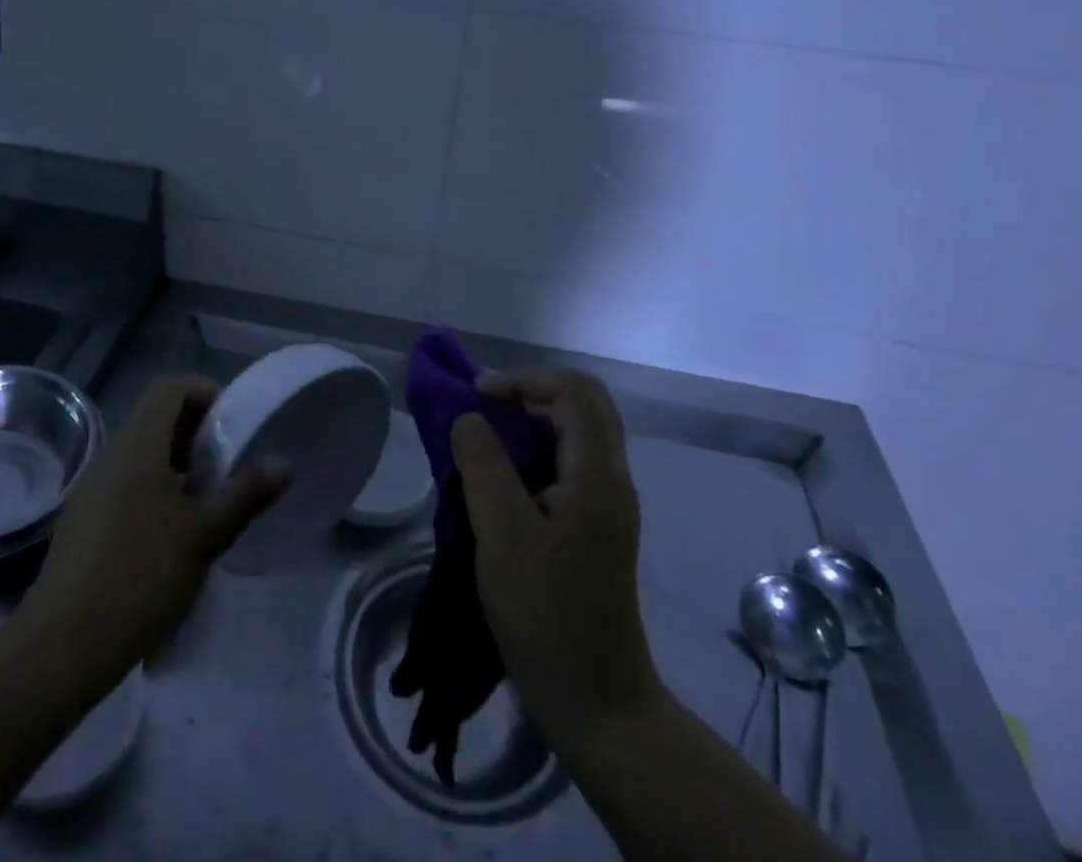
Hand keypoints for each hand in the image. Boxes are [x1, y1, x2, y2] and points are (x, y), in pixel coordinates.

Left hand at [27, 375, 288, 681]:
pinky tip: (170, 530)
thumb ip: (245, 494)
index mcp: (138, 443)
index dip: (205, 392)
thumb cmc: (140, 576)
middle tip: (228, 464)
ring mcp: (92, 485)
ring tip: (205, 499)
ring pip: (140, 450)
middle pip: (156, 416)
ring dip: (176, 461)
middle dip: (196, 431)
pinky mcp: (82, 517)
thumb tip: (283, 463)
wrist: (62, 645)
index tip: (233, 424)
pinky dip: (153, 485)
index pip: (171, 387)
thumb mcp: (204, 535)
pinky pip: (124, 479)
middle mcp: (111, 453)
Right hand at [451, 367, 660, 751]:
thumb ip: (483, 464)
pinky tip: (505, 475)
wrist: (597, 700)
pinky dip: (537, 448)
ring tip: (487, 437)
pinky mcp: (598, 525)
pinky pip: (571, 461)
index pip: (572, 391)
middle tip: (485, 408)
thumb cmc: (547, 613)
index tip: (477, 397)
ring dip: (533, 419)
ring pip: (578, 431)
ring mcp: (608, 503)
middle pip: (583, 403)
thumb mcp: (502, 533)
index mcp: (597, 474)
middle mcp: (612, 478)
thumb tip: (469, 417)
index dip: (523, 379)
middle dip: (530, 392)